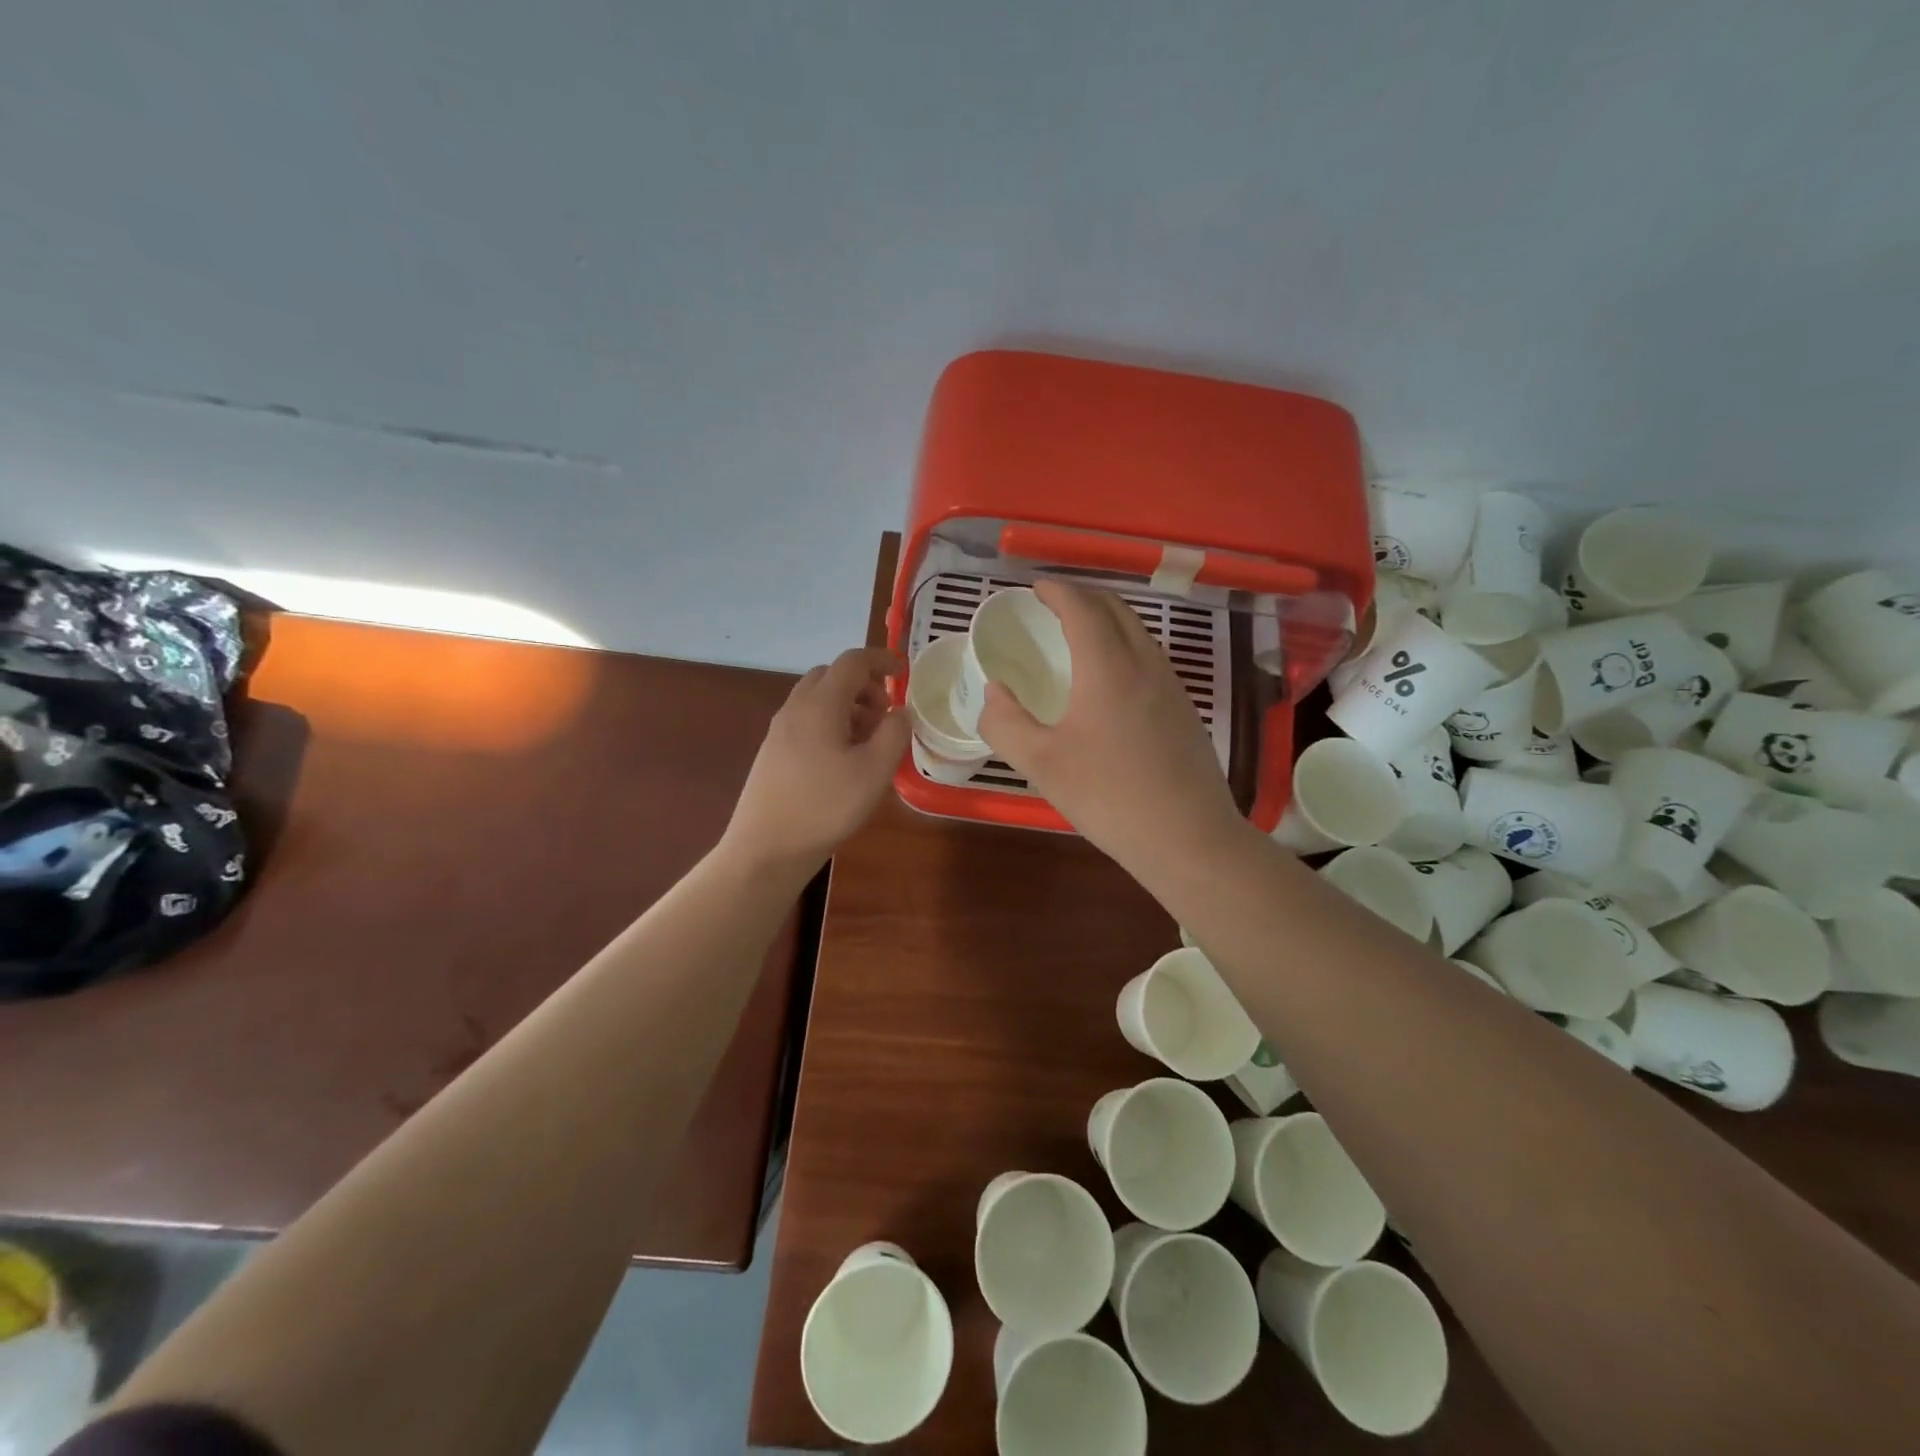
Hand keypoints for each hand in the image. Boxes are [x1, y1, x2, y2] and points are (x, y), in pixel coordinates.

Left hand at [723, 647, 908, 871]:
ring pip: (817, 699)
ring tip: (870, 739)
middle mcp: (796, 708)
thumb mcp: (874, 771)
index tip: (905, 672)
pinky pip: (807, 720)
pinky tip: (844, 759)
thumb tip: (901, 711)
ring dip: (848, 706)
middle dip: (864, 684)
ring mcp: (780, 730)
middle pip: (831, 676)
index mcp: (820, 704)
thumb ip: (894, 733)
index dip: (882, 659)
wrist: (767, 848)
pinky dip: (831, 723)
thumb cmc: (825, 806)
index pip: (853, 662)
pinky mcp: (773, 752)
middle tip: (886, 712)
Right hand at [980, 581, 1247, 881]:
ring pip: (1138, 631)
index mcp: (1108, 667)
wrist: (1188, 838)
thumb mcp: (1041, 764)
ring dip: (1106, 619)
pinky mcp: (1185, 708)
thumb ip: (1005, 723)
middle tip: (1052, 604)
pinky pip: (1150, 656)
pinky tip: (1110, 677)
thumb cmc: (1109, 798)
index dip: (1056, 591)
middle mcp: (1145, 663)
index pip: (1082, 608)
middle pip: (1115, 608)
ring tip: (1078, 634)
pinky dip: (1123, 645)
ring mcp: (1172, 685)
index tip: (1034, 588)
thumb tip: (993, 693)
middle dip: (1082, 596)